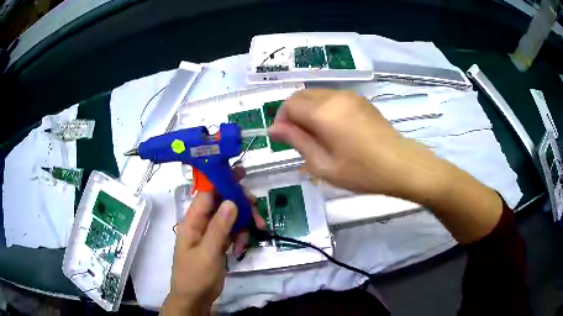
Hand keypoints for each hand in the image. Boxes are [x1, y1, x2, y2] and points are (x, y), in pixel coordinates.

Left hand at [162, 168, 264, 314]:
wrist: (195, 298)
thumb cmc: (195, 276)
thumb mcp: (207, 253)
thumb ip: (219, 228)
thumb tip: (231, 201)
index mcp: (192, 221)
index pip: (207, 193)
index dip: (222, 181)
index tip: (242, 175)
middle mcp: (201, 223)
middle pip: (222, 203)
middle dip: (240, 205)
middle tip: (256, 209)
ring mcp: (211, 233)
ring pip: (230, 217)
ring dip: (244, 223)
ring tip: (255, 232)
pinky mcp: (218, 243)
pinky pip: (232, 232)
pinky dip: (241, 236)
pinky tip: (242, 248)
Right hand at [268, 89, 435, 198]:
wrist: (399, 164)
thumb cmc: (360, 171)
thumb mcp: (323, 164)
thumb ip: (296, 141)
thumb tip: (274, 129)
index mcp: (322, 112)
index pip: (289, 105)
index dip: (282, 120)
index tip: (285, 139)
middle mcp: (334, 97)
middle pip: (301, 96)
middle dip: (293, 114)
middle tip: (300, 139)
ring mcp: (350, 96)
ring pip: (317, 95)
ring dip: (308, 111)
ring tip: (318, 136)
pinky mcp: (360, 100)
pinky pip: (332, 98)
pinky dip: (324, 109)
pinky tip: (334, 129)